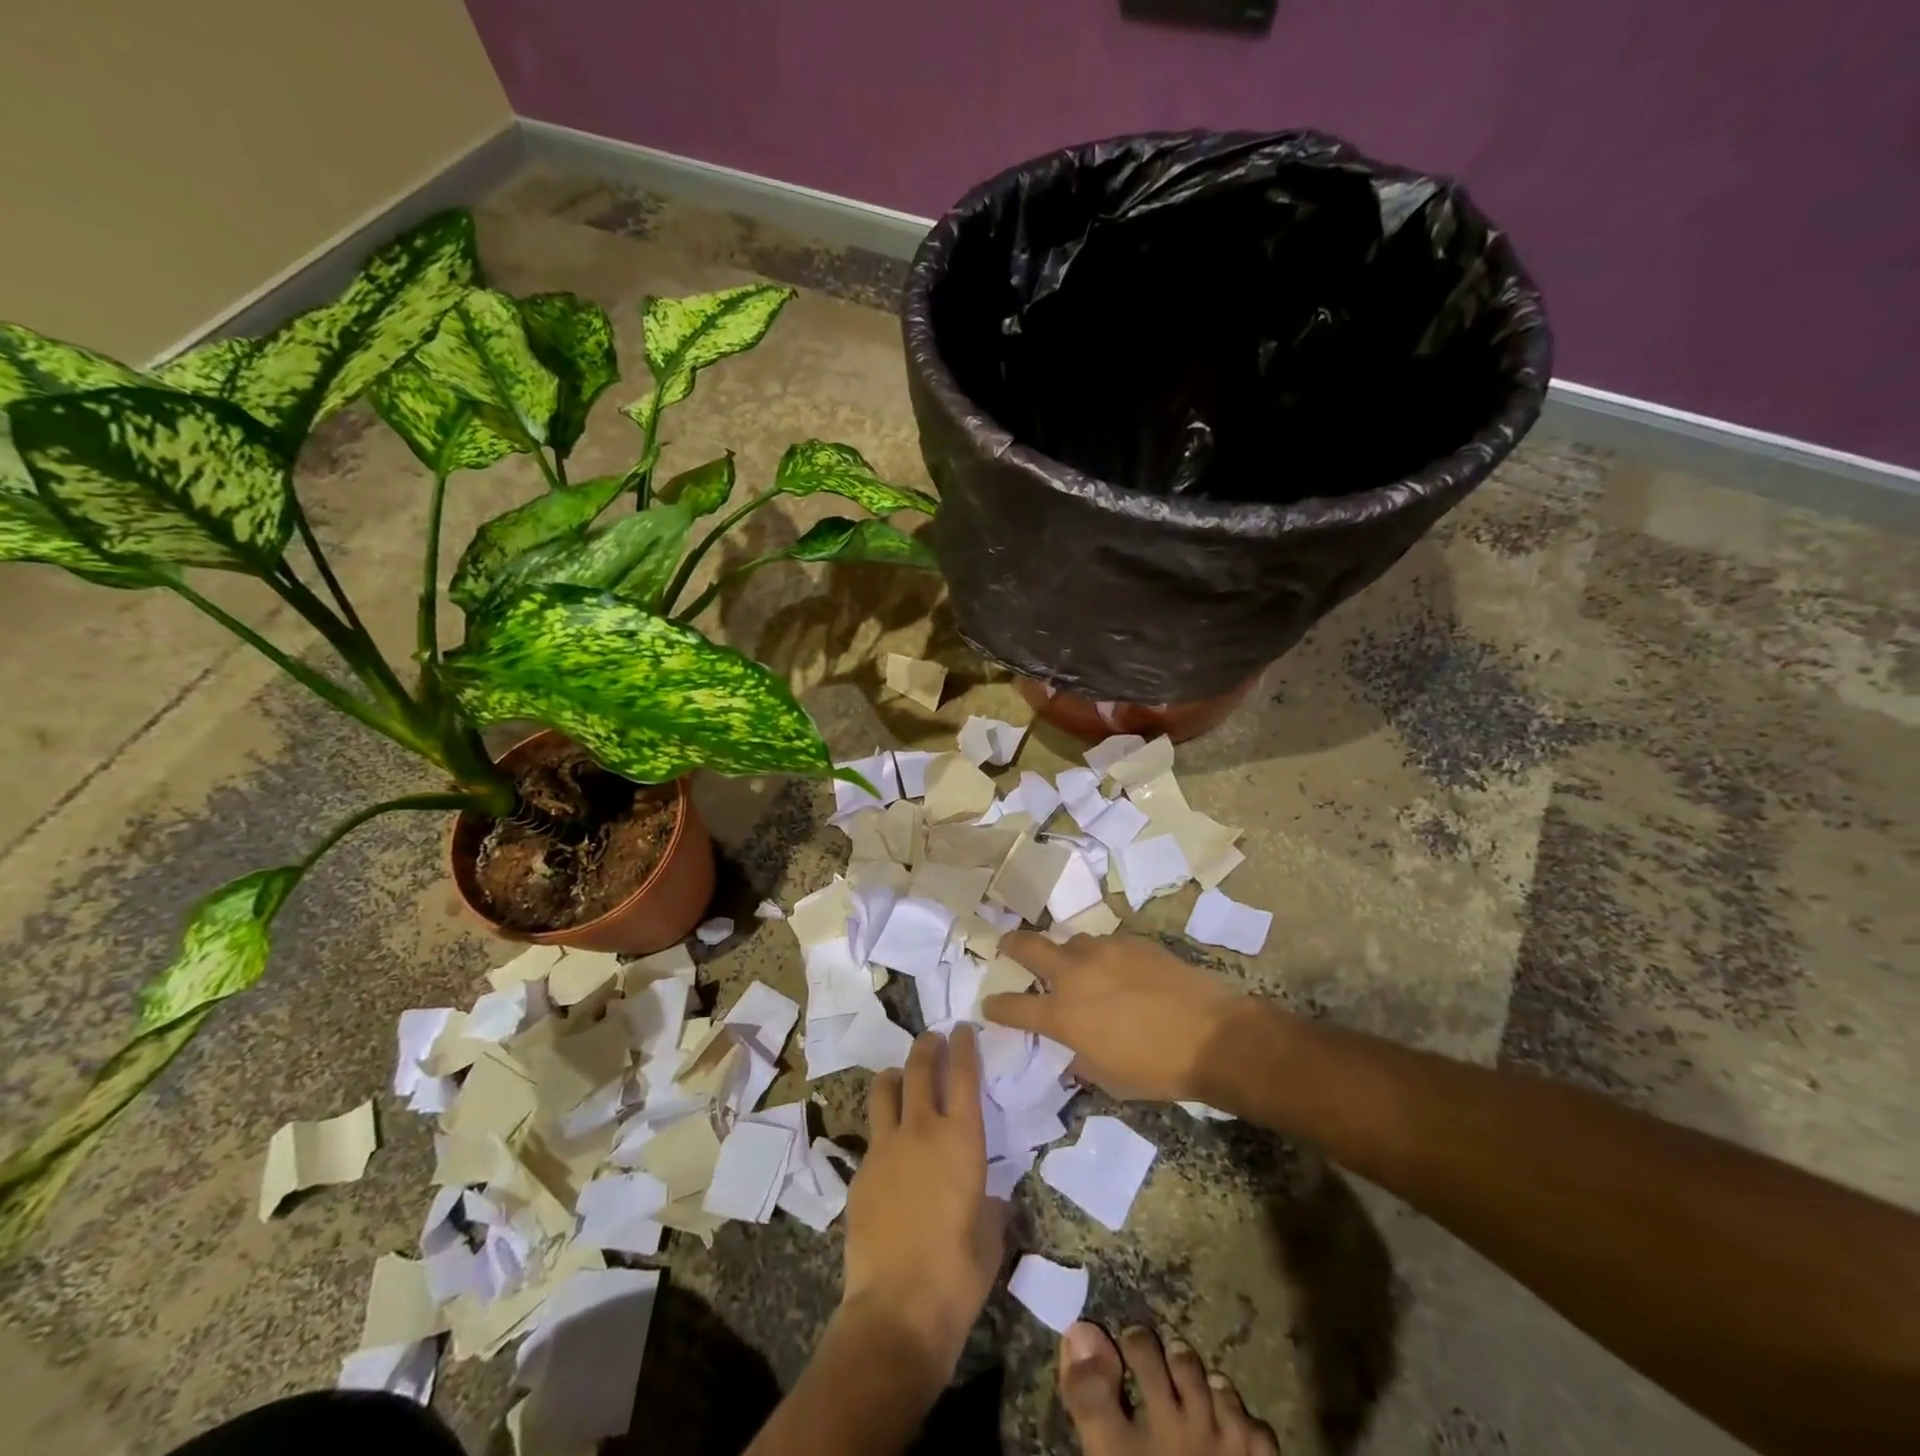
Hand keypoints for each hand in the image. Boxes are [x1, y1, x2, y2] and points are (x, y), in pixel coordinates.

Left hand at [842, 1024, 1003, 1370]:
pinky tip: (890, 1152)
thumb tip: (988, 1198)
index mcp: (961, 1139)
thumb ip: (990, 1204)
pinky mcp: (859, 1172)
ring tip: (902, 1078)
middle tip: (933, 1038)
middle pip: (919, 1068)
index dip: (964, 1045)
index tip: (962, 1027)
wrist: (897, 1309)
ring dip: (896, 1076)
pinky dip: (883, 1130)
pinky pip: (872, 1136)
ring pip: (885, 1089)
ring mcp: (884, 1148)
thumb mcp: (991, 1234)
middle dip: (927, 1046)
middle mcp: (921, 1130)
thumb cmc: (959, 1273)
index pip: (963, 1074)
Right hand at [982, 931, 1247, 1101]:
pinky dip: (1104, 956)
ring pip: (1072, 942)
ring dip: (1067, 954)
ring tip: (1077, 966)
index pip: (1014, 1007)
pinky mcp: (1133, 941)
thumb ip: (1081, 1060)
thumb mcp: (1109, 1079)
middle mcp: (1075, 975)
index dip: (997, 1006)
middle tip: (1006, 945)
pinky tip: (1119, 969)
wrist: (1211, 1036)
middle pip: (1029, 947)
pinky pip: (1107, 944)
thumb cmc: (1157, 1069)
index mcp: (1063, 1014)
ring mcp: (1105, 951)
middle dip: (1012, 945)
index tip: (989, 1004)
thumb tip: (1073, 1053)